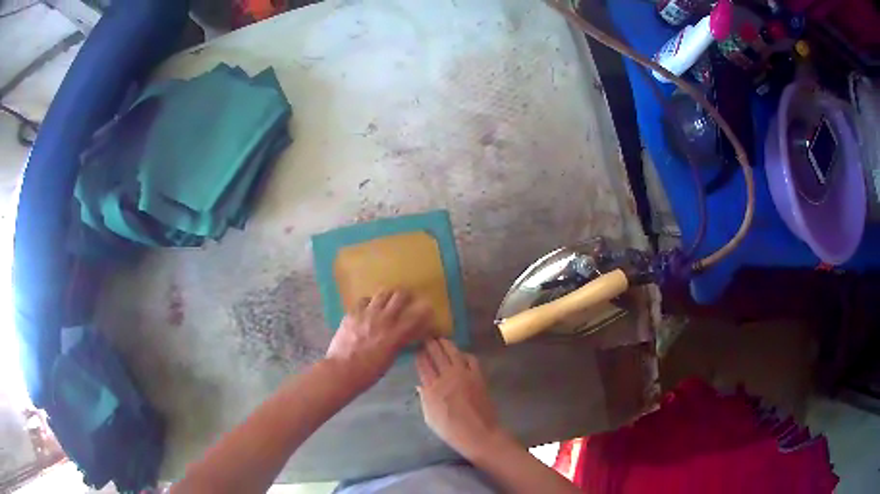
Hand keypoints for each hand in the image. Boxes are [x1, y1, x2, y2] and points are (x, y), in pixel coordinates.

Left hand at [326, 290, 433, 388]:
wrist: (341, 371)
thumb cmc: (368, 372)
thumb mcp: (390, 359)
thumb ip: (399, 343)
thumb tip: (406, 335)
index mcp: (395, 335)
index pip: (417, 316)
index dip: (425, 310)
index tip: (428, 309)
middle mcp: (383, 320)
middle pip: (400, 296)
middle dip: (406, 295)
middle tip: (407, 298)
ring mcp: (366, 314)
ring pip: (382, 293)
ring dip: (388, 295)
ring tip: (389, 298)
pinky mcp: (352, 313)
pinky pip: (364, 300)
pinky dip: (370, 302)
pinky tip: (369, 307)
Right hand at [416, 339, 508, 459]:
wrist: (478, 433)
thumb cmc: (451, 430)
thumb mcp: (430, 417)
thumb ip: (425, 399)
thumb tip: (421, 385)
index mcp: (432, 388)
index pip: (423, 365)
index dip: (419, 354)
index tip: (416, 348)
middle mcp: (447, 377)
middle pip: (436, 354)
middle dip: (430, 344)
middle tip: (427, 337)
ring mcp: (464, 375)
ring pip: (453, 352)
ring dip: (446, 344)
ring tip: (441, 339)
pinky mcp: (478, 376)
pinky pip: (470, 359)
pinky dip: (464, 354)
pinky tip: (461, 354)